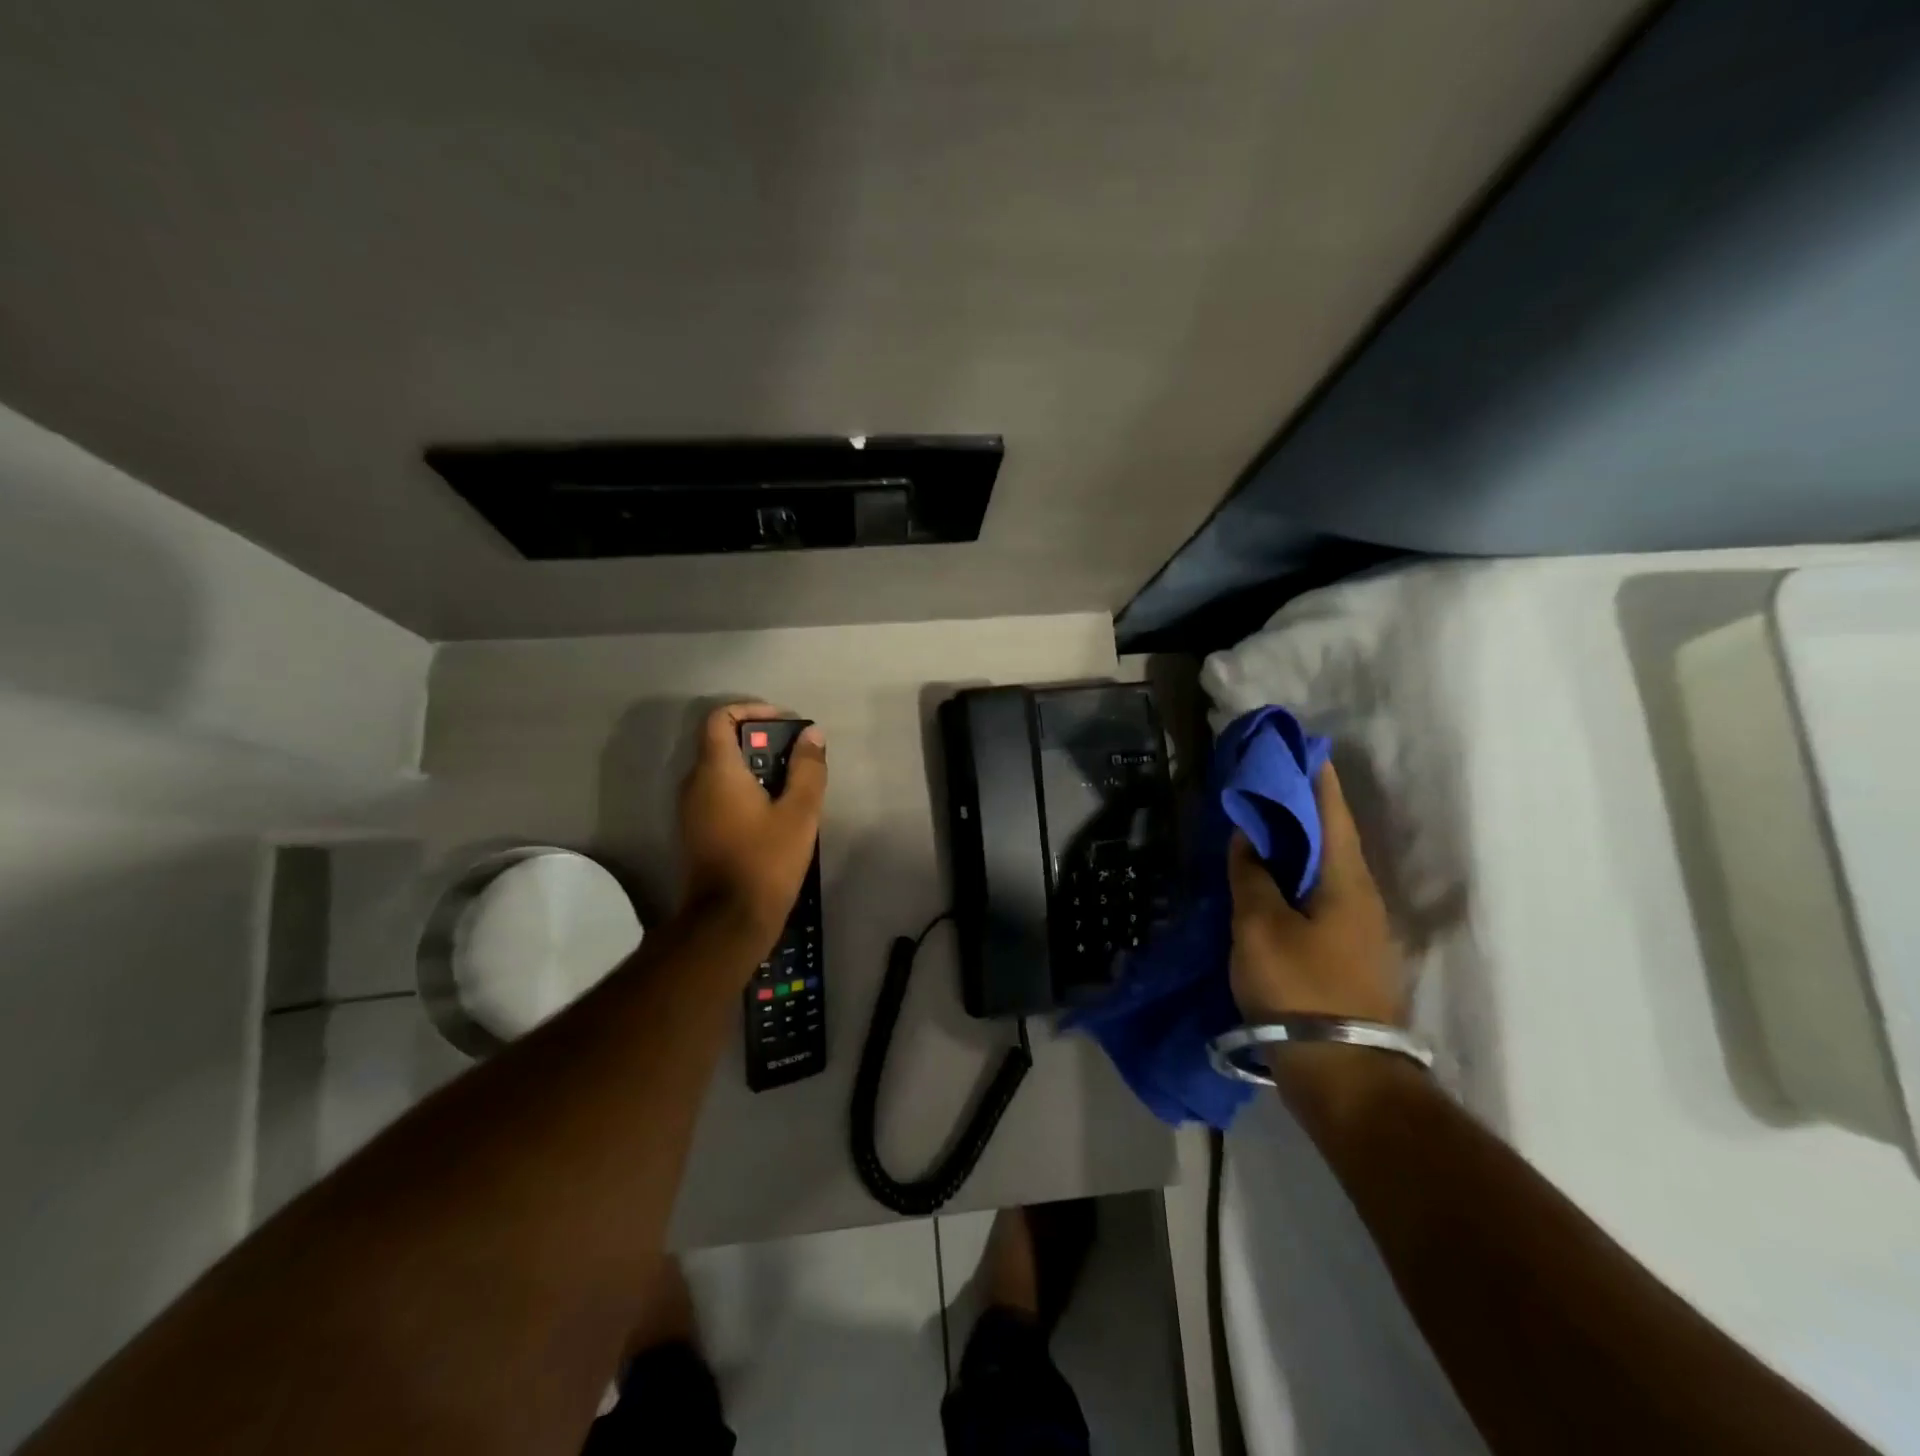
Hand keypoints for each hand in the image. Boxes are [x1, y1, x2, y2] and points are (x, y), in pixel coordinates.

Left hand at [675, 702, 826, 952]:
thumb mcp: (799, 812)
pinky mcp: (695, 831)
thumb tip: (812, 734)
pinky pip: (717, 794)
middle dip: (760, 742)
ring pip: (720, 771)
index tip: (783, 723)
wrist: (728, 920)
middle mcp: (695, 783)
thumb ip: (807, 768)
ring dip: (754, 767)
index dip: (751, 710)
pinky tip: (773, 812)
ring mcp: (690, 809)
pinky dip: (743, 789)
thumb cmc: (766, 860)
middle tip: (797, 756)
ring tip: (791, 784)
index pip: (720, 718)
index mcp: (716, 771)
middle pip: (721, 743)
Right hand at [1227, 762, 1401, 1026]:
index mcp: (1346, 879)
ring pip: (1325, 867)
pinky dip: (1296, 875)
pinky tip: (1270, 880)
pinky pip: (1320, 895)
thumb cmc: (1299, 988)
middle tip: (1260, 783)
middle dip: (1300, 805)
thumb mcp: (1259, 926)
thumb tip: (1248, 837)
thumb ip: (1252, 875)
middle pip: (1331, 835)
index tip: (1293, 746)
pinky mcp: (1348, 952)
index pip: (1330, 809)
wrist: (1343, 1071)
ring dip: (1296, 842)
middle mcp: (1362, 894)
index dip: (1313, 775)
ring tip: (1258, 826)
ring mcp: (1359, 926)